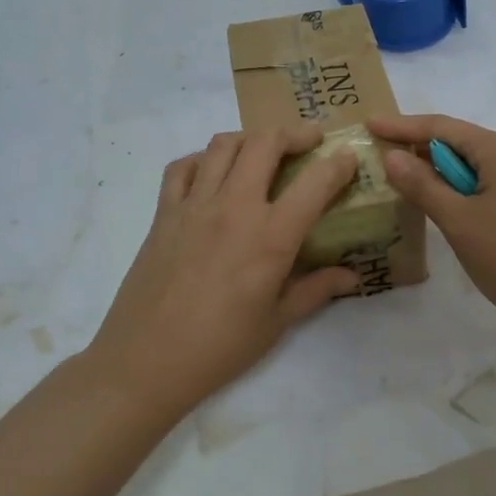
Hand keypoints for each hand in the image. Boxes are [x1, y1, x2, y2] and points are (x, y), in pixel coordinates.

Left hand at [87, 125, 360, 410]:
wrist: (145, 361)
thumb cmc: (219, 348)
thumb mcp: (276, 323)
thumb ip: (315, 290)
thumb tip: (351, 276)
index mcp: (270, 237)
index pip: (315, 182)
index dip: (338, 164)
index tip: (348, 159)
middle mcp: (234, 207)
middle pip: (266, 143)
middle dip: (294, 133)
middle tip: (310, 140)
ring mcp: (194, 205)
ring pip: (224, 145)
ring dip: (251, 139)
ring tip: (264, 151)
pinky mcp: (164, 213)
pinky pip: (183, 167)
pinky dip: (203, 159)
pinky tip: (213, 173)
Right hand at [368, 114, 495, 337]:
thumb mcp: (459, 223)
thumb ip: (423, 185)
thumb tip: (394, 155)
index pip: (442, 127)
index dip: (403, 126)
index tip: (370, 125)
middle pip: (466, 143)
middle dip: (426, 152)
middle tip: (389, 162)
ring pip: (487, 167)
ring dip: (451, 175)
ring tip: (421, 191)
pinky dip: (476, 191)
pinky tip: (464, 213)